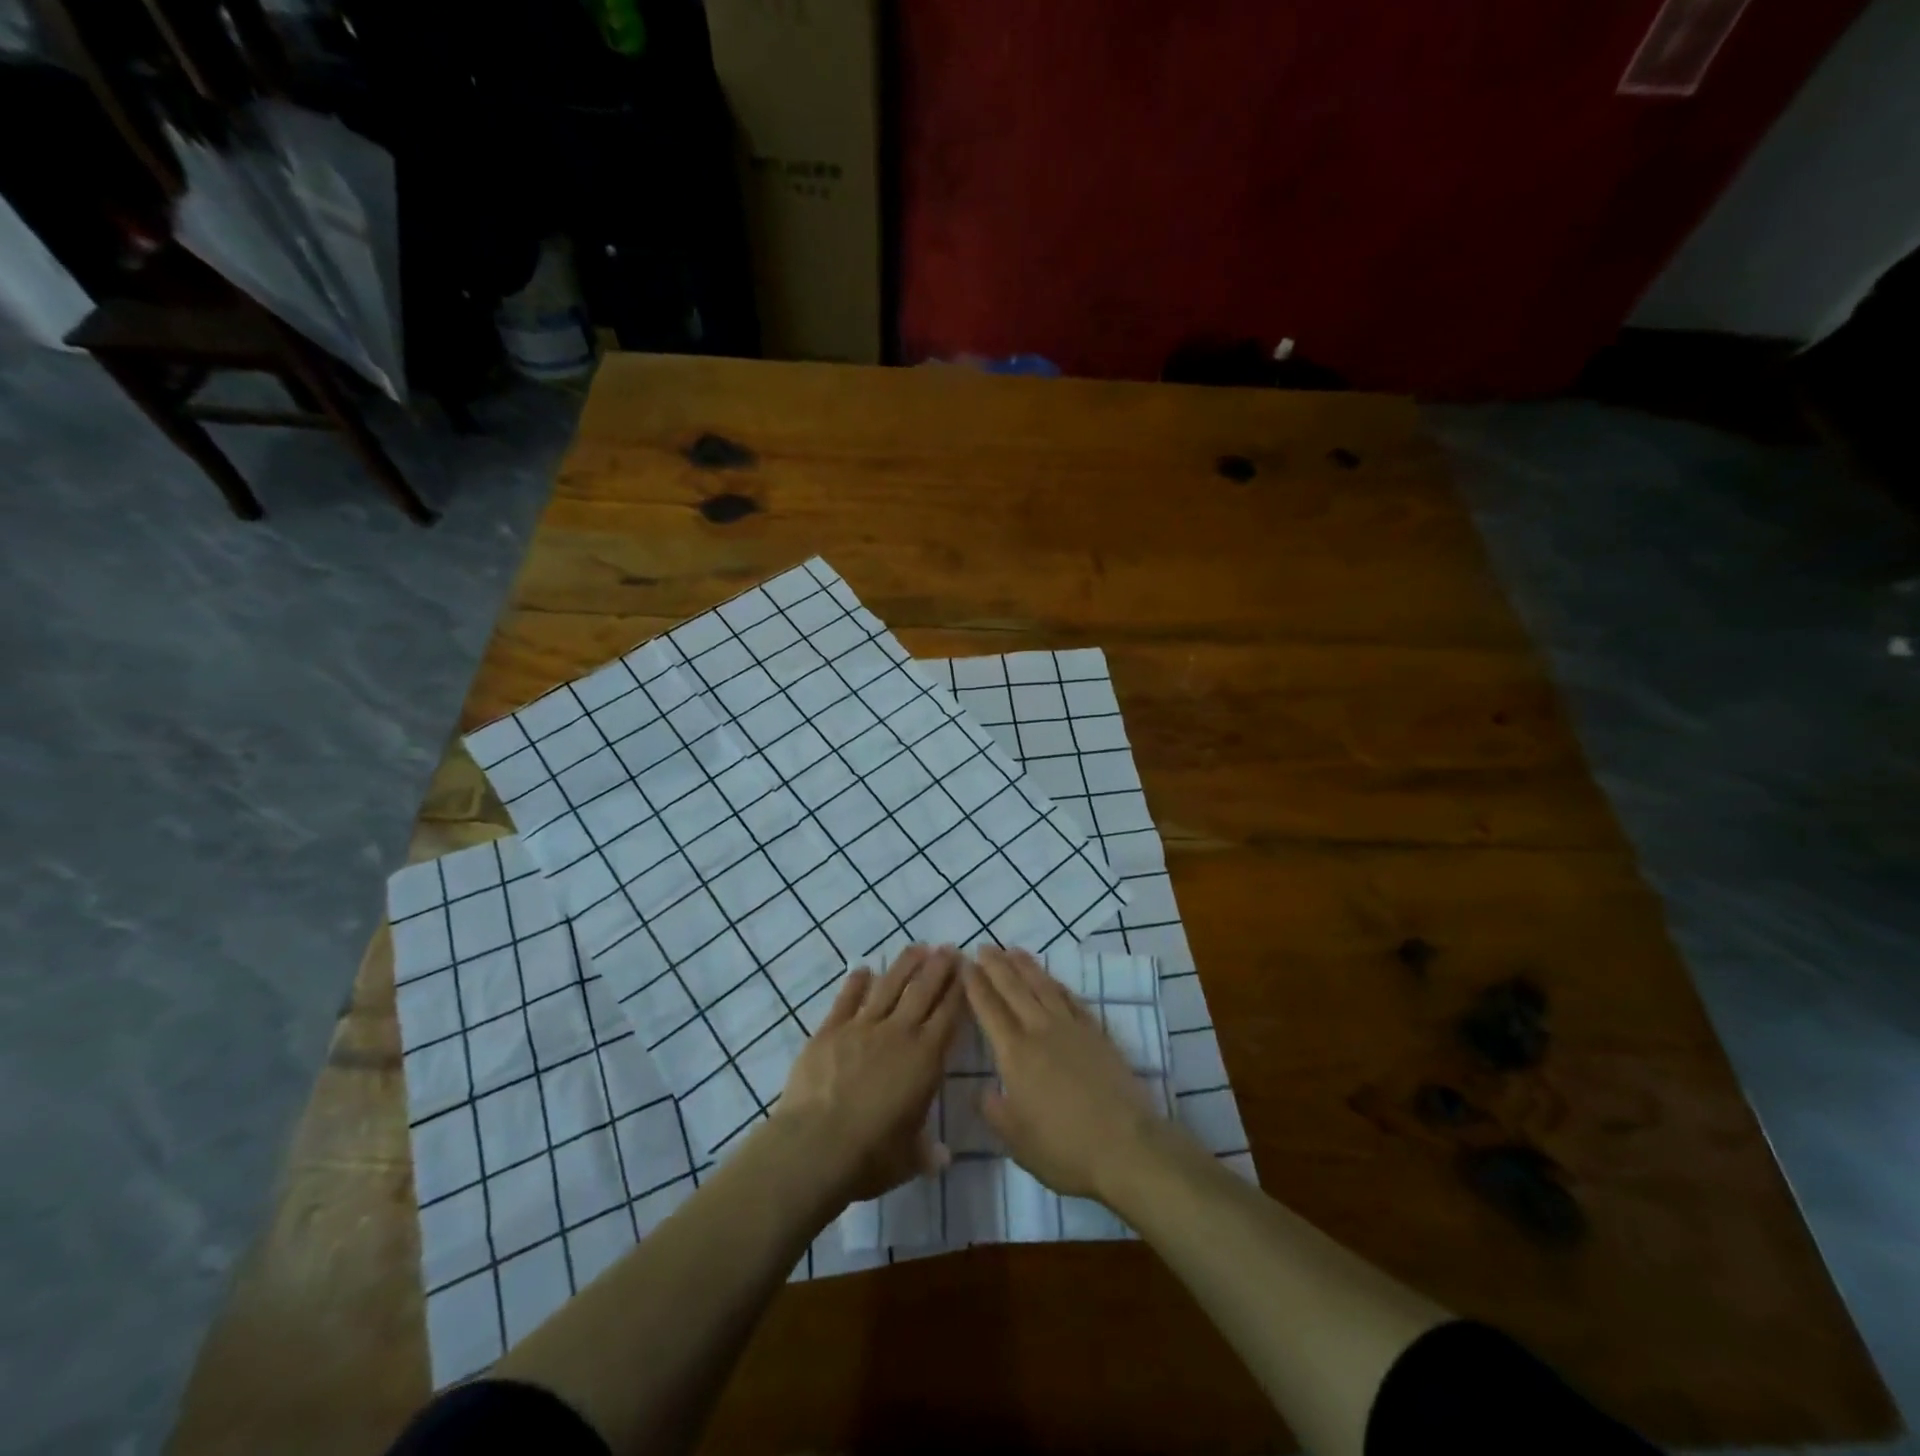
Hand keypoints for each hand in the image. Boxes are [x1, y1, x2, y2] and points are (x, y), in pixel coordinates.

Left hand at [774, 944, 964, 1203]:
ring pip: (889, 986)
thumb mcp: (908, 1159)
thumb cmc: (870, 1155)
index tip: (967, 970)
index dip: (959, 991)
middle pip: (923, 991)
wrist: (815, 1146)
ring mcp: (862, 1027)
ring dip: (905, 965)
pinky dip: (856, 982)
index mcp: (925, 1059)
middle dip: (938, 967)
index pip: (949, 1015)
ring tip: (917, 947)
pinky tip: (863, 969)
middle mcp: (898, 1033)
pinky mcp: (830, 1030)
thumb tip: (942, 1158)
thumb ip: (926, 1152)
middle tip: (949, 947)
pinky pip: (847, 999)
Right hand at [965, 947, 1162, 1200]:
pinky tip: (1052, 979)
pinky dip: (1057, 984)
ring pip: (1044, 987)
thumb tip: (982, 1090)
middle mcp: (1040, 1031)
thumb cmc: (1064, 1149)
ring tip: (1013, 950)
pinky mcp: (1097, 1034)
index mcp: (1015, 1054)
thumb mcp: (1016, 1141)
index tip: (964, 964)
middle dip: (996, 966)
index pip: (989, 1010)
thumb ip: (994, 1111)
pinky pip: (1072, 999)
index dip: (975, 985)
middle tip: (984, 946)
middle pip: (1014, 989)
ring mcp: (1071, 1029)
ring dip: (1026, 966)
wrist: (1126, 1146)